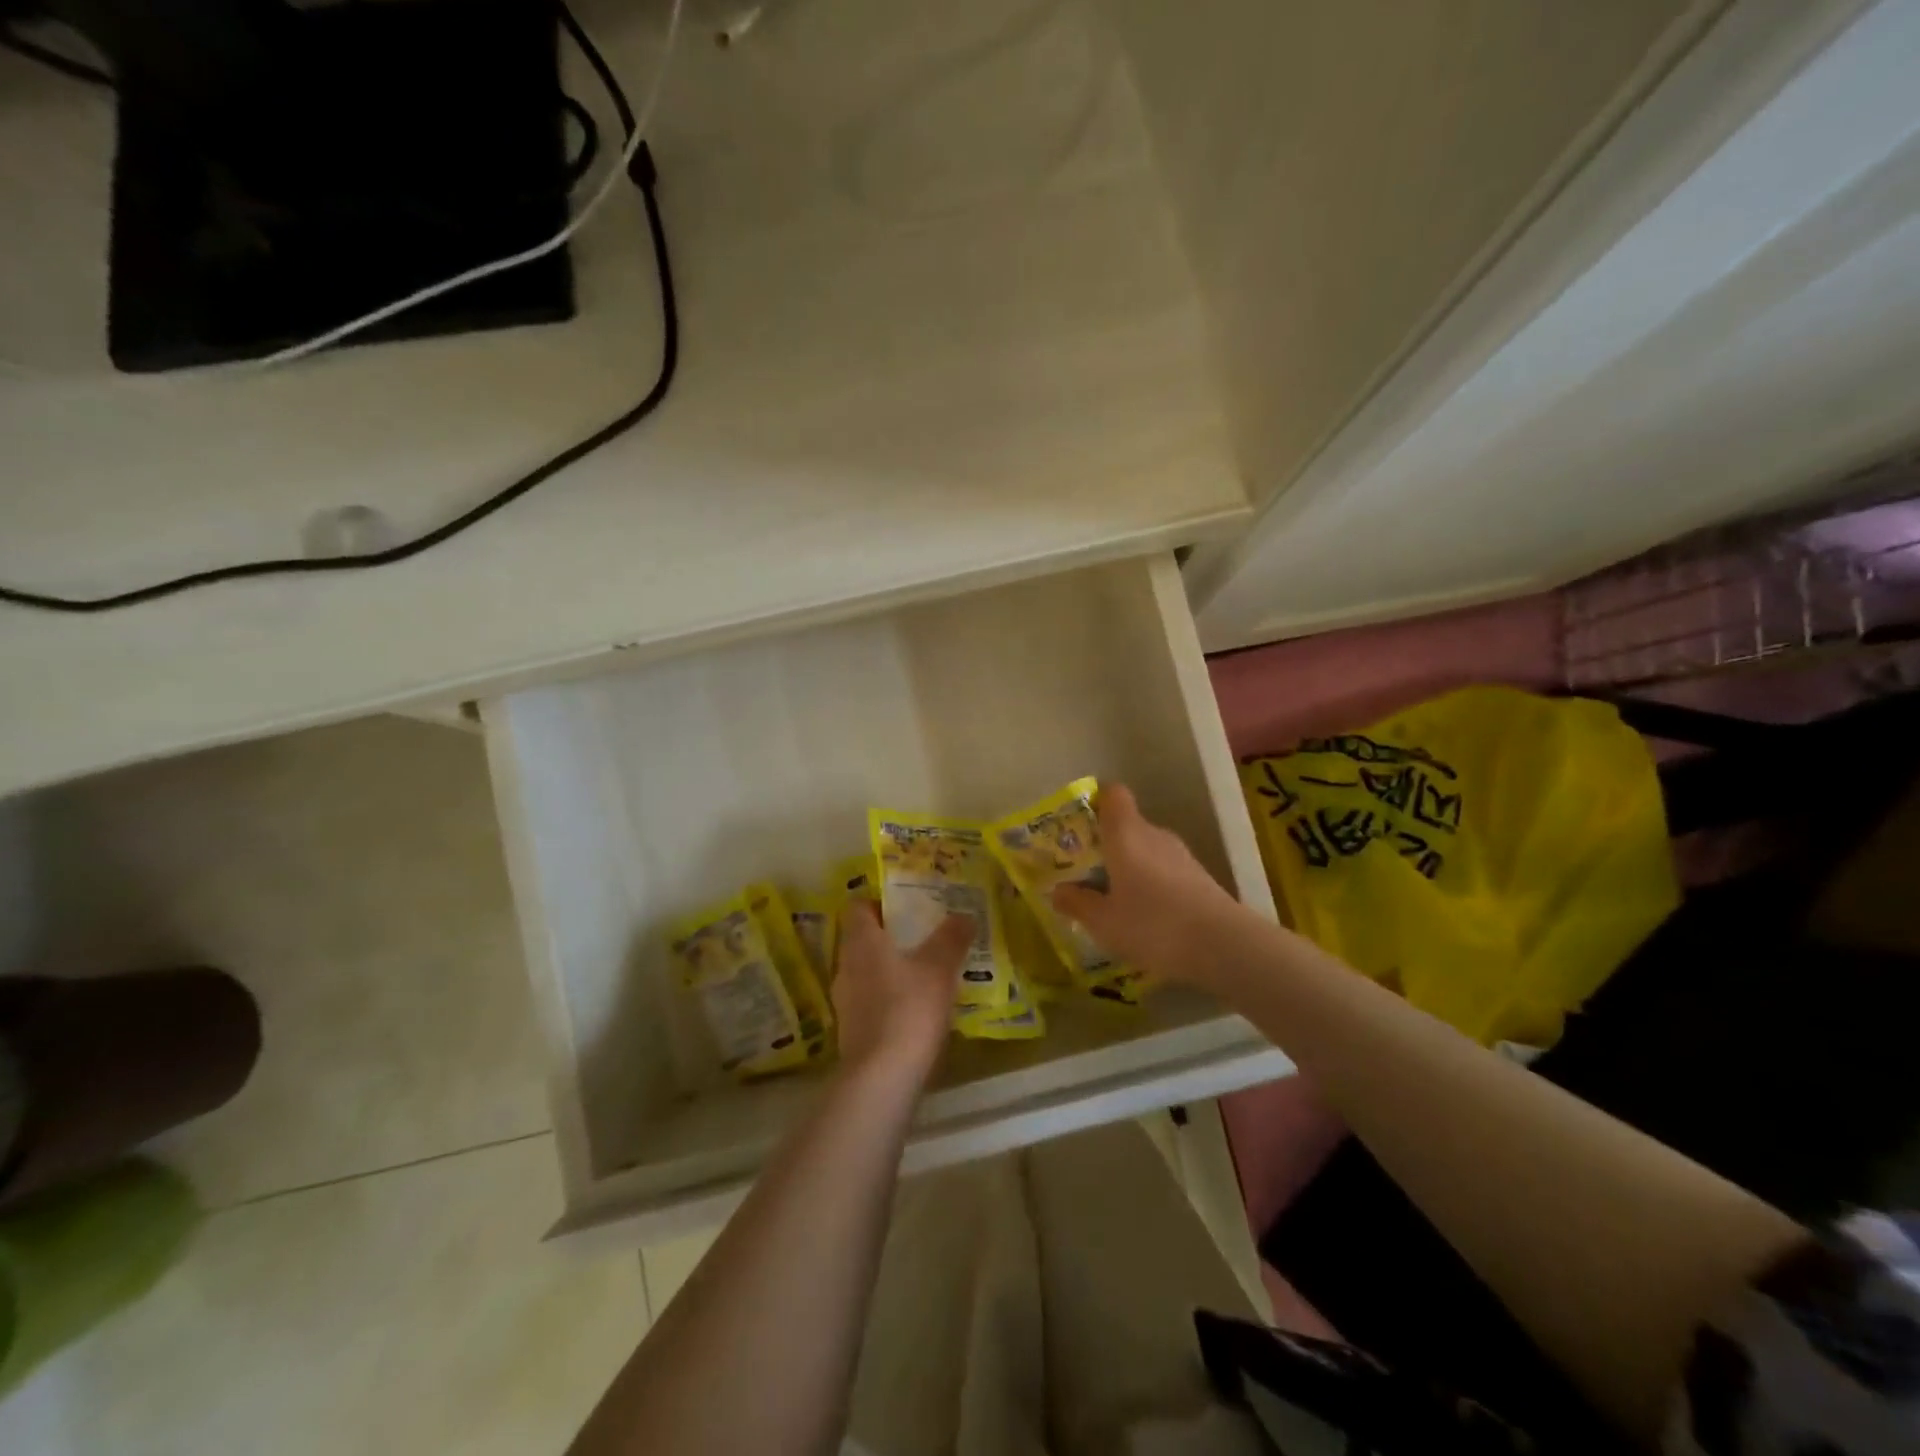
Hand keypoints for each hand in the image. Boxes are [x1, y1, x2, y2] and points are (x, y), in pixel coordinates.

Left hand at [832, 902, 970, 1082]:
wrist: (882, 1078)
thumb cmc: (909, 1008)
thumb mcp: (939, 967)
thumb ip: (951, 938)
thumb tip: (963, 915)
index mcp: (861, 942)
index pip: (858, 907)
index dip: (880, 902)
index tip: (907, 906)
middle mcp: (846, 966)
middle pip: (863, 939)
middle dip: (891, 936)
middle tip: (925, 937)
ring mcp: (845, 1001)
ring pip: (867, 972)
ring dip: (891, 969)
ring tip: (926, 973)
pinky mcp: (852, 1031)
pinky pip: (870, 1001)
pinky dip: (890, 999)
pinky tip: (917, 1010)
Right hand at [1050, 783, 1247, 985]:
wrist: (1224, 946)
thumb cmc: (1153, 925)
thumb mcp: (1103, 922)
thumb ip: (1077, 903)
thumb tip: (1058, 891)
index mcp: (1126, 834)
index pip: (1113, 794)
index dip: (1096, 802)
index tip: (1079, 825)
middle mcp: (1154, 835)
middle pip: (1127, 825)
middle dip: (1106, 845)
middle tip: (1086, 873)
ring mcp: (1181, 855)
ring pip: (1146, 849)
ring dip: (1129, 867)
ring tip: (1113, 900)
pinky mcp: (1199, 877)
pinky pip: (1165, 870)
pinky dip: (1152, 884)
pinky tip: (1146, 916)